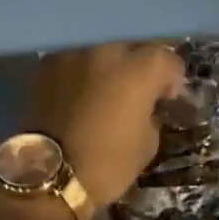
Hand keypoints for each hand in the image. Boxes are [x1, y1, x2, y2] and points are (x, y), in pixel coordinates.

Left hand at [23, 43, 184, 217]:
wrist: (47, 173)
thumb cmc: (106, 163)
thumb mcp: (147, 143)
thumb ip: (152, 112)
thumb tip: (149, 104)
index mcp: (139, 69)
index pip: (166, 58)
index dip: (171, 79)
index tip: (167, 97)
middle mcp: (108, 50)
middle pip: (133, 46)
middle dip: (139, 64)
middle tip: (137, 89)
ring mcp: (75, 51)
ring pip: (101, 47)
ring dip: (109, 64)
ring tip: (106, 87)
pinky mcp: (48, 62)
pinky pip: (75, 57)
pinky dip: (82, 70)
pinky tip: (81, 89)